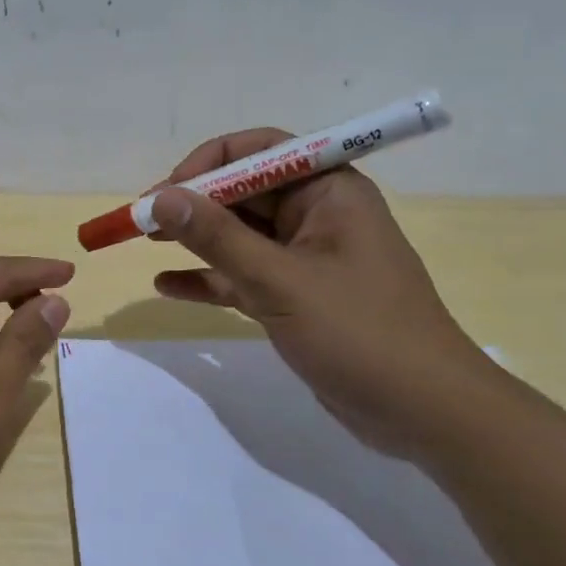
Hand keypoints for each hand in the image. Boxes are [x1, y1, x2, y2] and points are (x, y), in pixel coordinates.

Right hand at [149, 130, 498, 458]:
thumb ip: (218, 238)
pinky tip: (167, 286)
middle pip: (243, 193)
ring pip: (239, 236)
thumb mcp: (280, 281)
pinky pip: (243, 276)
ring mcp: (306, 259)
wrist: (424, 413)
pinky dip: (208, 279)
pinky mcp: (296, 298)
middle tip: (141, 223)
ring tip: (145, 246)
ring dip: (194, 240)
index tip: (165, 193)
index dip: (207, 164)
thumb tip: (162, 198)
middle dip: (192, 205)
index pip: (260, 151)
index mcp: (329, 191)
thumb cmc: (359, 333)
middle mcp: (317, 216)